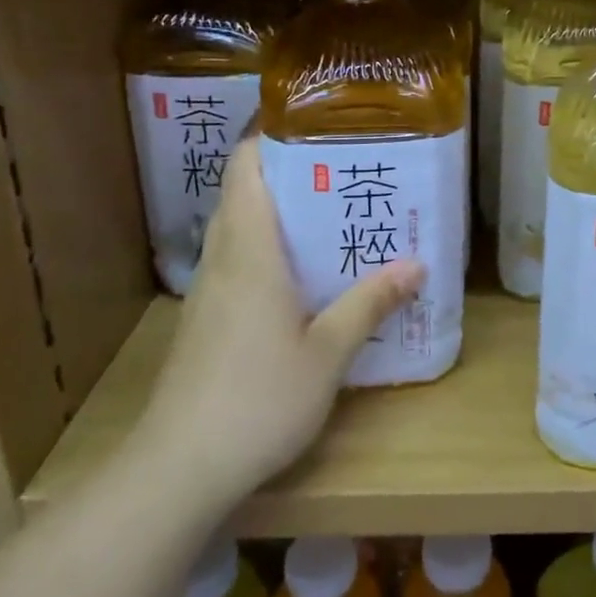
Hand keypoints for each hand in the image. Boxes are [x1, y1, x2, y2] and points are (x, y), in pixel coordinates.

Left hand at [135, 139, 422, 493]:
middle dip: (288, 174)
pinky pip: (236, 263)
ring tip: (331, 216)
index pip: (245, 167)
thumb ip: (370, 302)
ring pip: (238, 230)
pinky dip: (266, 250)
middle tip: (343, 172)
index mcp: (250, 251)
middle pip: (243, 193)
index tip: (317, 127)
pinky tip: (302, 277)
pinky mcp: (204, 321)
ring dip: (277, 213)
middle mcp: (223, 259)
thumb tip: (416, 264)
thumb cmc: (259, 398)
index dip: (272, 137)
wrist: (178, 469)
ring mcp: (207, 292)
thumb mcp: (329, 352)